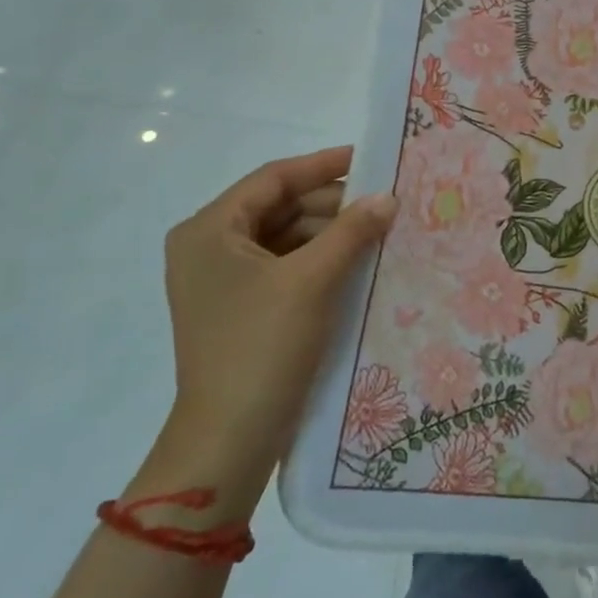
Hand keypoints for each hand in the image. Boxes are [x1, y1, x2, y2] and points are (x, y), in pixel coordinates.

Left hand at [157, 147, 394, 482]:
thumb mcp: (311, 281)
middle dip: (332, 204)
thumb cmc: (262, 345)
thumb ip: (352, 231)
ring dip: (331, 234)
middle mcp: (209, 248)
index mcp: (209, 231)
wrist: (230, 438)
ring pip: (286, 238)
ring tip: (380, 231)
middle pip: (279, 208)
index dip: (323, 165)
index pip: (273, 179)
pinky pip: (285, 267)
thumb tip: (388, 196)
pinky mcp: (242, 308)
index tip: (370, 159)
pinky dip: (320, 261)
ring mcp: (224, 282)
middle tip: (384, 201)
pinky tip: (358, 262)